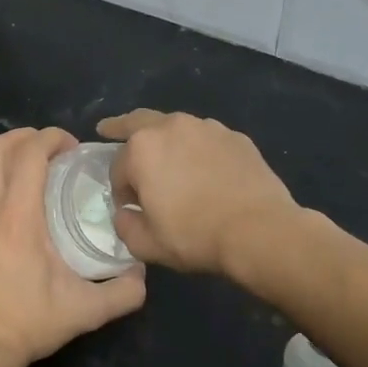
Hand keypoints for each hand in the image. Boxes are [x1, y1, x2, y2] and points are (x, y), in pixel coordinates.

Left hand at [0, 128, 146, 366]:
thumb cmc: (27, 324)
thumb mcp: (84, 311)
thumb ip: (123, 292)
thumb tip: (143, 275)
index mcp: (16, 217)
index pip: (28, 153)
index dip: (51, 138)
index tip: (74, 147)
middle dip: (26, 137)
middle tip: (54, 152)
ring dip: (7, 155)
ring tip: (36, 170)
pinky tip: (17, 203)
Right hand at [97, 110, 300, 275]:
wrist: (259, 231)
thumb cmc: (195, 236)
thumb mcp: (146, 244)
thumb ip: (125, 225)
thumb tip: (126, 212)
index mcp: (142, 149)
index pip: (118, 167)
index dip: (119, 190)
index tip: (129, 208)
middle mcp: (172, 127)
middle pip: (138, 122)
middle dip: (120, 127)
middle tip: (108, 129)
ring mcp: (207, 128)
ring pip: (175, 127)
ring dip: (165, 139)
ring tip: (167, 157)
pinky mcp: (236, 137)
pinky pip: (206, 140)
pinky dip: (198, 149)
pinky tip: (205, 169)